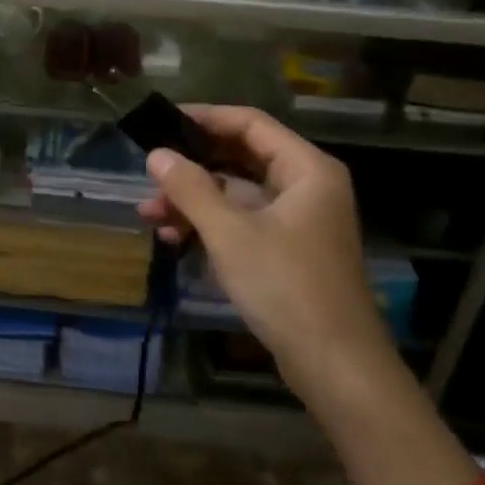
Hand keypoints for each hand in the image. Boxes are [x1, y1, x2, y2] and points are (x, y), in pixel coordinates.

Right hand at [138, 105, 395, 384]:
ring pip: (236, 194)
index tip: (162, 121)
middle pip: (240, 158)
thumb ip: (190, 188)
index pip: (250, 124)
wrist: (335, 366)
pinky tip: (174, 239)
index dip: (205, 118)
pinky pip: (242, 223)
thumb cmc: (286, 286)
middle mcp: (306, 186)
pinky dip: (209, 226)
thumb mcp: (230, 233)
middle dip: (192, 168)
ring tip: (149, 216)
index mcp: (306, 169)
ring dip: (193, 202)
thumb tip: (157, 154)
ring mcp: (297, 220)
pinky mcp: (287, 251)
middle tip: (150, 174)